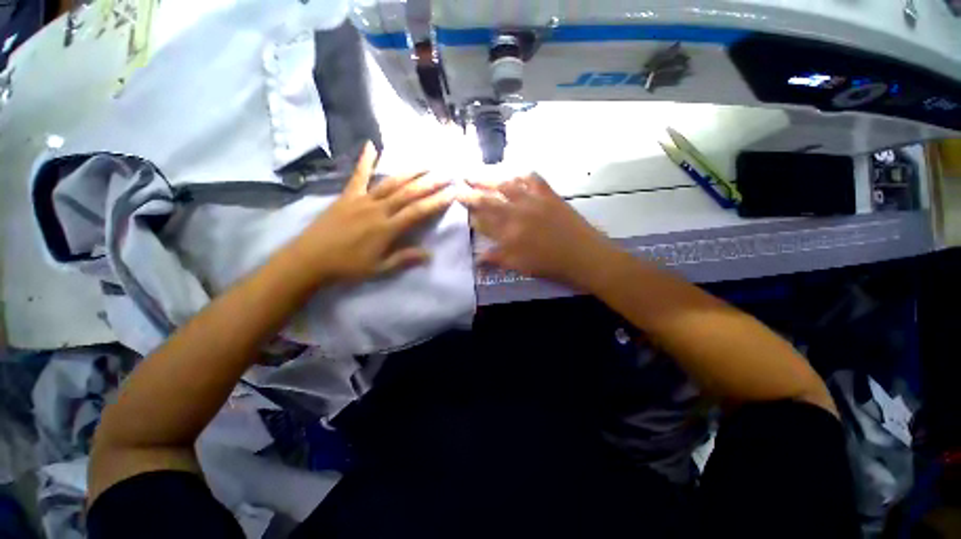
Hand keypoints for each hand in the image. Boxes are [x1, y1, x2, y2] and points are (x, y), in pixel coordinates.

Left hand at [294, 142, 453, 282]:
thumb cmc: (347, 266)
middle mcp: (378, 209)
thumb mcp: (379, 268)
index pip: (418, 212)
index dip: (436, 202)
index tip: (452, 193)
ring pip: (390, 182)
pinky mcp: (347, 196)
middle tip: (447, 174)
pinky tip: (371, 145)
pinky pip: (358, 176)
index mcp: (387, 228)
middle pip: (409, 193)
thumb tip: (429, 254)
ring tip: (426, 164)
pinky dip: (365, 160)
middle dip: (430, 183)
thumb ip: (404, 258)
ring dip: (410, 172)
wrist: (310, 259)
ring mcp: (362, 199)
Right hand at [458, 174, 620, 288]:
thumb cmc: (551, 266)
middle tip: (458, 183)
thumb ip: (497, 259)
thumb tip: (477, 258)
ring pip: (506, 186)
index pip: (482, 221)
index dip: (470, 214)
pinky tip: (514, 173)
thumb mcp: (521, 266)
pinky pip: (533, 179)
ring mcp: (534, 201)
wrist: (585, 256)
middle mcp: (517, 214)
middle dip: (471, 192)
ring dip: (489, 179)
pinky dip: (521, 175)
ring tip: (476, 174)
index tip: (460, 207)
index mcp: (509, 234)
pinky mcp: (549, 195)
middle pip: (489, 200)